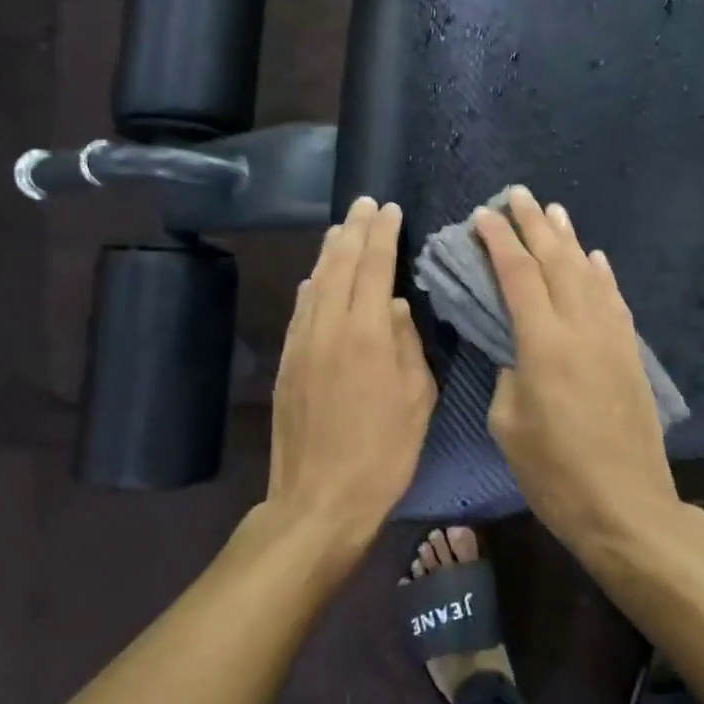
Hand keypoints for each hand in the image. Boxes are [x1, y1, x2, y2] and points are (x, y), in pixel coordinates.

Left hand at [264, 197, 436, 558]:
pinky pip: (300, 310)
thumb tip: (393, 306)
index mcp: (366, 334)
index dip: (382, 234)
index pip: (374, 267)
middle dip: (353, 230)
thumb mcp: (417, 399)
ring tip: (341, 228)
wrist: (319, 500)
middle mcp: (328, 328)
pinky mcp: (286, 363)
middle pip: (339, 265)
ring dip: (329, 251)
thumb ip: (407, 344)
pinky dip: (311, 285)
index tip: (388, 208)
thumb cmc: (383, 453)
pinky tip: (317, 276)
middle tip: (364, 203)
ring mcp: (301, 344)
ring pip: (315, 282)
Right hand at [474, 186, 680, 548]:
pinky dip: (602, 274)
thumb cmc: (555, 474)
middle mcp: (581, 327)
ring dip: (569, 240)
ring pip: (588, 273)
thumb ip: (509, 373)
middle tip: (517, 194)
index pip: (517, 275)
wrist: (626, 506)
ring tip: (554, 211)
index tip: (482, 216)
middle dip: (534, 224)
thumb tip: (516, 347)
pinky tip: (594, 258)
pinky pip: (614, 300)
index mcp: (544, 344)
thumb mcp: (509, 425)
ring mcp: (612, 337)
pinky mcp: (630, 353)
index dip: (498, 241)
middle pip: (556, 261)